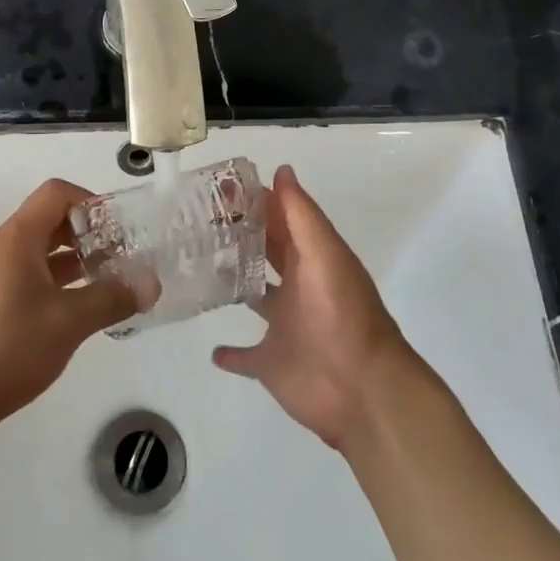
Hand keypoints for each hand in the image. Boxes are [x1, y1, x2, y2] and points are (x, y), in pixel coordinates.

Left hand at [0, 179, 140, 432]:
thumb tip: (152, 284)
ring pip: (41, 252)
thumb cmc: (8, 346)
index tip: (119, 229)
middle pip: (50, 221)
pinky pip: (30, 277)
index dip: (91, 202)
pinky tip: (79, 311)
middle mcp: (3, 248)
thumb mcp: (69, 321)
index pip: (57, 194)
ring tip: (108, 283)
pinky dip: (58, 283)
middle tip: (121, 256)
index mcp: (18, 238)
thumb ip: (112, 298)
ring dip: (75, 260)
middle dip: (88, 233)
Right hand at [212, 165, 411, 451]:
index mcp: (311, 258)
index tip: (219, 186)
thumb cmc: (342, 316)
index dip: (257, 201)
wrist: (363, 391)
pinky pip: (246, 357)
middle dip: (241, 236)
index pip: (281, 219)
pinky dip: (231, 354)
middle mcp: (297, 287)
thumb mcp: (324, 256)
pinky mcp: (271, 364)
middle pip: (267, 253)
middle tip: (198, 219)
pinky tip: (212, 349)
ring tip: (196, 266)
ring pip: (254, 297)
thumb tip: (281, 169)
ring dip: (234, 283)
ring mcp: (284, 326)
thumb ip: (300, 215)